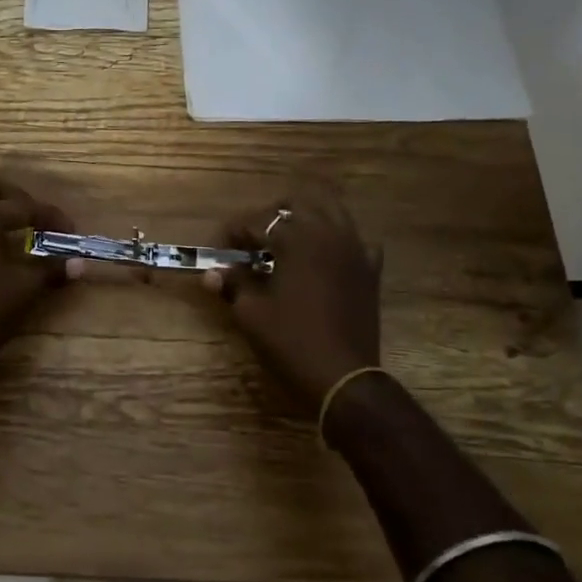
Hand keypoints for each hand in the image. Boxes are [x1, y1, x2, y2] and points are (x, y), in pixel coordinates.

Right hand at [204, 192, 382, 408]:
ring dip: (305, 219)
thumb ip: (233, 284)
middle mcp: (329, 234)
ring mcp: (356, 250)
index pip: (258, 221)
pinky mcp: (370, 270)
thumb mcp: (251, 313)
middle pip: (298, 204)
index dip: (234, 232)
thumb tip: (211, 274)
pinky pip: (356, 240)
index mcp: (297, 240)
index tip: (221, 250)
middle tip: (253, 239)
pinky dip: (338, 241)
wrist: (343, 377)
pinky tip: (324, 259)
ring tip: (286, 243)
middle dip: (271, 215)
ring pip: (332, 212)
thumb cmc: (291, 341)